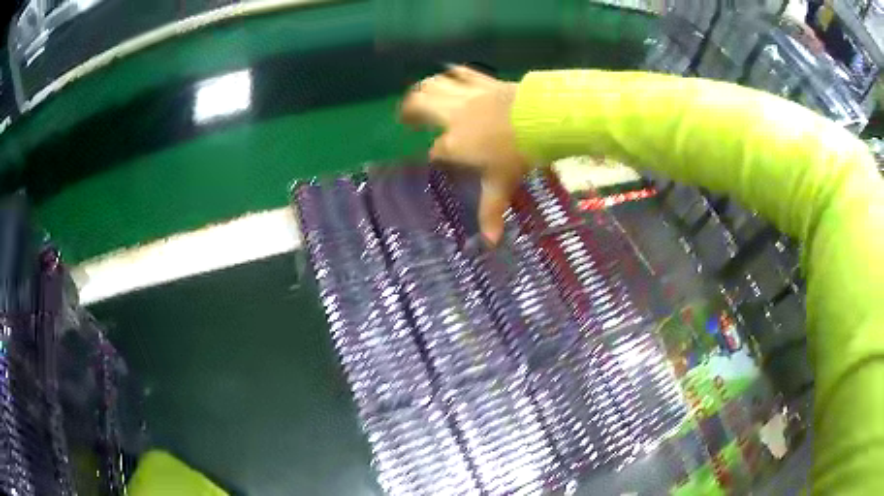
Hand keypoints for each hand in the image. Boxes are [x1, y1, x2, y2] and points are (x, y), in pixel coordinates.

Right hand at [401, 66, 529, 244]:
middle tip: (406, 118)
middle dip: (408, 111)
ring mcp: (466, 97)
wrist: (540, 119)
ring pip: (433, 85)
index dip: (437, 155)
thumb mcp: (502, 185)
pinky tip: (449, 75)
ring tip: (419, 96)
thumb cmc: (518, 154)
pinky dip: (451, 74)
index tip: (440, 159)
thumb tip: (490, 244)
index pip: (437, 150)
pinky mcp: (481, 82)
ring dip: (422, 89)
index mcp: (454, 144)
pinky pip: (460, 73)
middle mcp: (452, 117)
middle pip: (419, 105)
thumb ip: (491, 212)